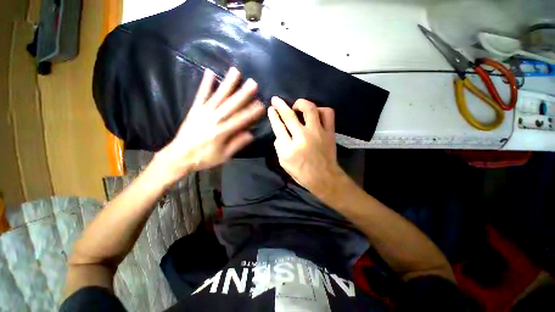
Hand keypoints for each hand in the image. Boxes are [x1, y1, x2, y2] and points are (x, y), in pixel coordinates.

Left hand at [156, 67, 263, 184]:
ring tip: (236, 71)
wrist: (179, 156)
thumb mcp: (223, 156)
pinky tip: (210, 72)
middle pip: (231, 105)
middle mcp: (214, 119)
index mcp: (222, 132)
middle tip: (253, 83)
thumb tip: (251, 134)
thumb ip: (237, 144)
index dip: (252, 112)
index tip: (261, 104)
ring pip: (218, 96)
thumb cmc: (204, 158)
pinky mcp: (194, 109)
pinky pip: (200, 95)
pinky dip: (205, 84)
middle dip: (243, 94)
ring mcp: (203, 112)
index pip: (241, 120)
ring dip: (228, 84)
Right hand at [268, 96, 345, 197]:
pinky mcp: (329, 132)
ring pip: (310, 109)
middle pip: (289, 115)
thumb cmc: (302, 173)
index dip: (273, 115)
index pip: (278, 127)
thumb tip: (279, 133)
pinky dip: (320, 109)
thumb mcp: (284, 163)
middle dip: (280, 105)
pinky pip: (327, 113)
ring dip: (301, 103)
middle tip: (276, 99)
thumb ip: (279, 147)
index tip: (271, 108)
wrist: (324, 178)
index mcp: (289, 148)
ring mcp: (318, 133)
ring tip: (297, 105)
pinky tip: (315, 113)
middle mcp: (303, 137)